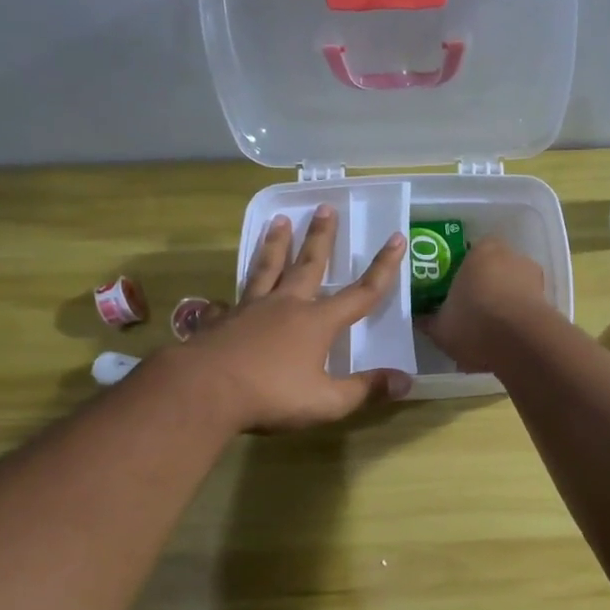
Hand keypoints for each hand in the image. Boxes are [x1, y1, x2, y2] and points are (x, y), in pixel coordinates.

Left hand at [179, 205, 410, 430]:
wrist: (203, 391)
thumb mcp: (327, 402)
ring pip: (265, 270)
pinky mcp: (218, 322)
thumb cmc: (271, 396)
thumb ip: (366, 390)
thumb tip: (407, 381)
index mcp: (317, 322)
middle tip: (325, 207)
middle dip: (320, 237)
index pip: (360, 293)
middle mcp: (285, 306)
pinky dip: (224, 302)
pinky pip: (224, 306)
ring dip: (274, 245)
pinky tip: (219, 301)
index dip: (383, 268)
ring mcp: (248, 310)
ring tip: (278, 221)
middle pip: (308, 265)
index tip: (396, 238)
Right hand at [421, 237, 546, 373]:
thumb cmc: (474, 323)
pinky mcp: (549, 301)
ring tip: (488, 335)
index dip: (460, 276)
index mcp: (481, 250)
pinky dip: (517, 322)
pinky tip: (505, 343)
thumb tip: (419, 320)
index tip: (453, 296)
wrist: (521, 344)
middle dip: (483, 291)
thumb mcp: (440, 326)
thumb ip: (428, 320)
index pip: (468, 255)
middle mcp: (511, 256)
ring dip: (503, 307)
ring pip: (512, 290)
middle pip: (493, 271)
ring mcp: (533, 278)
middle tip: (469, 315)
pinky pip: (526, 309)